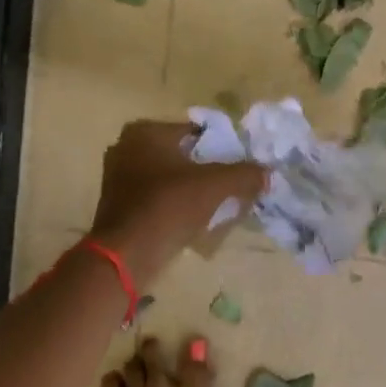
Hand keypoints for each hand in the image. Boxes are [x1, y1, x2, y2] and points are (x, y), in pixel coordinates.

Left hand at [88, 121, 267, 285]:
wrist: (127, 254)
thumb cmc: (169, 206)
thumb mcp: (216, 186)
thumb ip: (244, 174)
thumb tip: (267, 173)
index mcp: (146, 132)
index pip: (197, 132)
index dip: (223, 148)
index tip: (240, 167)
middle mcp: (126, 147)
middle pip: (183, 155)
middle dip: (207, 170)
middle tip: (232, 186)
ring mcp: (118, 176)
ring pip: (170, 177)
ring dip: (192, 189)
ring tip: (217, 205)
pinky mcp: (118, 204)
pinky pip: (157, 197)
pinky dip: (175, 204)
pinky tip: (194, 219)